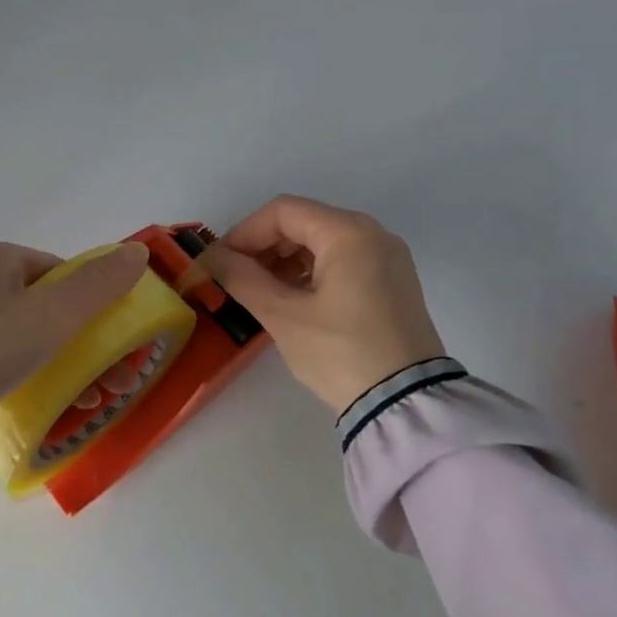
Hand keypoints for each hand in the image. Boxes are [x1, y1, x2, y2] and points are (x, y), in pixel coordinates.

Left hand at [0, 242, 148, 424]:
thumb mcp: (50, 316)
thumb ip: (98, 285)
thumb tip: (137, 253)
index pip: (61, 273)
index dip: (92, 307)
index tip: (109, 347)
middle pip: (43, 306)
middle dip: (81, 344)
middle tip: (105, 384)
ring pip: (19, 333)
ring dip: (57, 362)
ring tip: (81, 402)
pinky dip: (18, 371)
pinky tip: (28, 398)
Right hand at [198, 196, 446, 413]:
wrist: (405, 404)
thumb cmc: (340, 353)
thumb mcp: (284, 316)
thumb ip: (243, 278)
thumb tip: (211, 258)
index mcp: (349, 233)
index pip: (283, 212)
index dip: (244, 233)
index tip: (219, 263)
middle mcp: (373, 234)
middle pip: (304, 222)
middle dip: (263, 247)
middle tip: (234, 279)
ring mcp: (387, 258)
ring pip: (322, 243)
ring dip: (284, 261)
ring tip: (259, 293)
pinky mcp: (391, 283)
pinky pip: (342, 262)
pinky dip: (310, 273)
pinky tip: (290, 300)